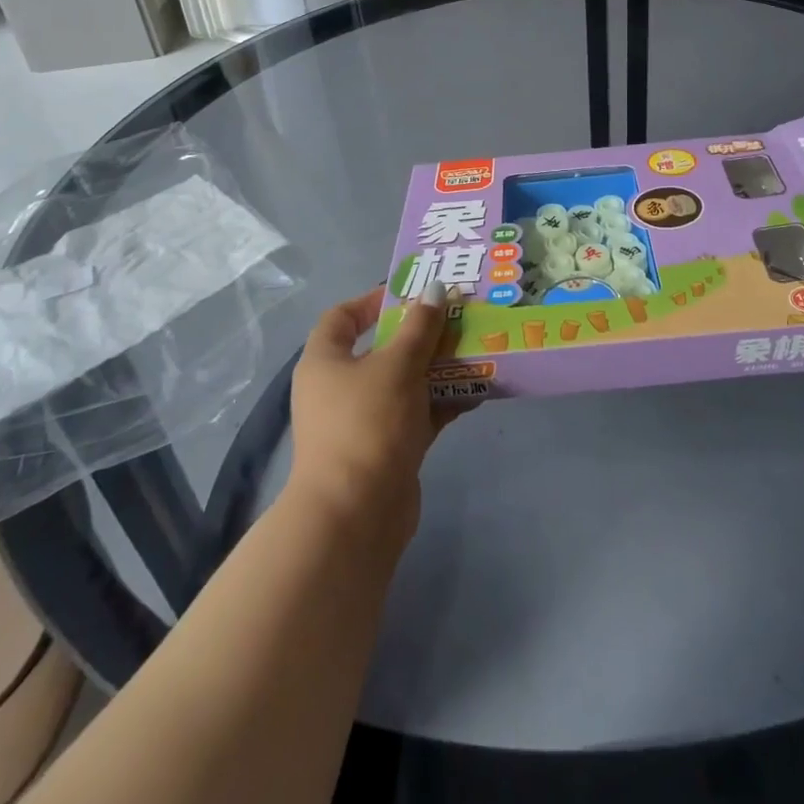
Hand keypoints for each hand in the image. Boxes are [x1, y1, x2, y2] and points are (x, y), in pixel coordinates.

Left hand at [287, 282, 460, 545]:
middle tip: (457, 317)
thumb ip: (420, 326)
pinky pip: (418, 414)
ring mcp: (363, 421)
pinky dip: (443, 402)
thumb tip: (434, 288)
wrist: (356, 515)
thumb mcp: (398, 366)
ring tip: (477, 348)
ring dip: (438, 368)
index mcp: (325, 361)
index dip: (373, 300)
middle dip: (420, 334)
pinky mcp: (387, 449)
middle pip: (382, 349)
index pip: (342, 317)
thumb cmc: (368, 424)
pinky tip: (477, 391)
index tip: (412, 293)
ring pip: (405, 382)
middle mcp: (339, 388)